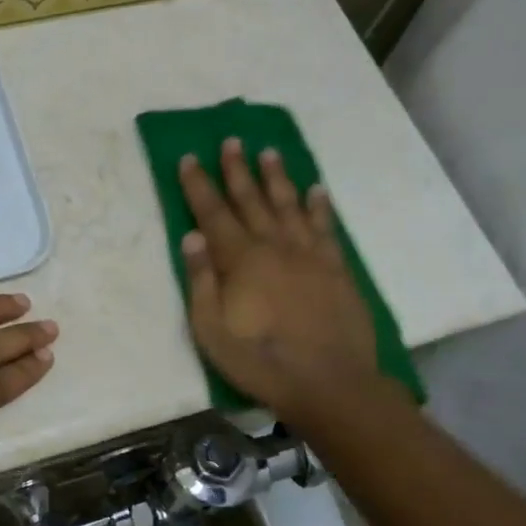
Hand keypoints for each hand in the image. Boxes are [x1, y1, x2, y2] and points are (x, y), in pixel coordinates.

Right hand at [179, 139, 387, 421]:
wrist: (330, 384)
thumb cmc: (261, 361)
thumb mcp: (211, 330)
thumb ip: (201, 280)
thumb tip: (192, 236)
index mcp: (240, 260)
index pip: (213, 213)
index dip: (198, 185)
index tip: (189, 158)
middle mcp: (274, 247)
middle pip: (251, 200)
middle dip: (237, 169)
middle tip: (232, 140)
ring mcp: (309, 256)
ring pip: (289, 205)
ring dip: (277, 177)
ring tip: (269, 151)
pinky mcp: (336, 269)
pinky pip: (326, 228)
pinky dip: (320, 207)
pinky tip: (317, 190)